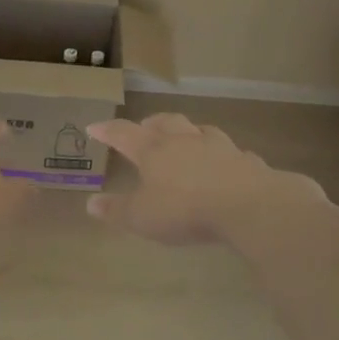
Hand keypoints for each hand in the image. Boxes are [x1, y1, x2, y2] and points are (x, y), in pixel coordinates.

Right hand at [85, 113, 326, 244]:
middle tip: (144, 126)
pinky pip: (232, 153)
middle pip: (166, 122)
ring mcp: (220, 148)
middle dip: (151, 123)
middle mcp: (186, 141)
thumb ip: (116, 210)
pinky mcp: (247, 162)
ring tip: (186, 137)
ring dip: (190, 132)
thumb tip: (91, 203)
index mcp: (154, 151)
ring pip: (201, 130)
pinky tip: (227, 163)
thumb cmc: (185, 209)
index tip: (94, 127)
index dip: (108, 130)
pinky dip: (224, 156)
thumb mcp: (141, 217)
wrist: (247, 206)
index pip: (124, 134)